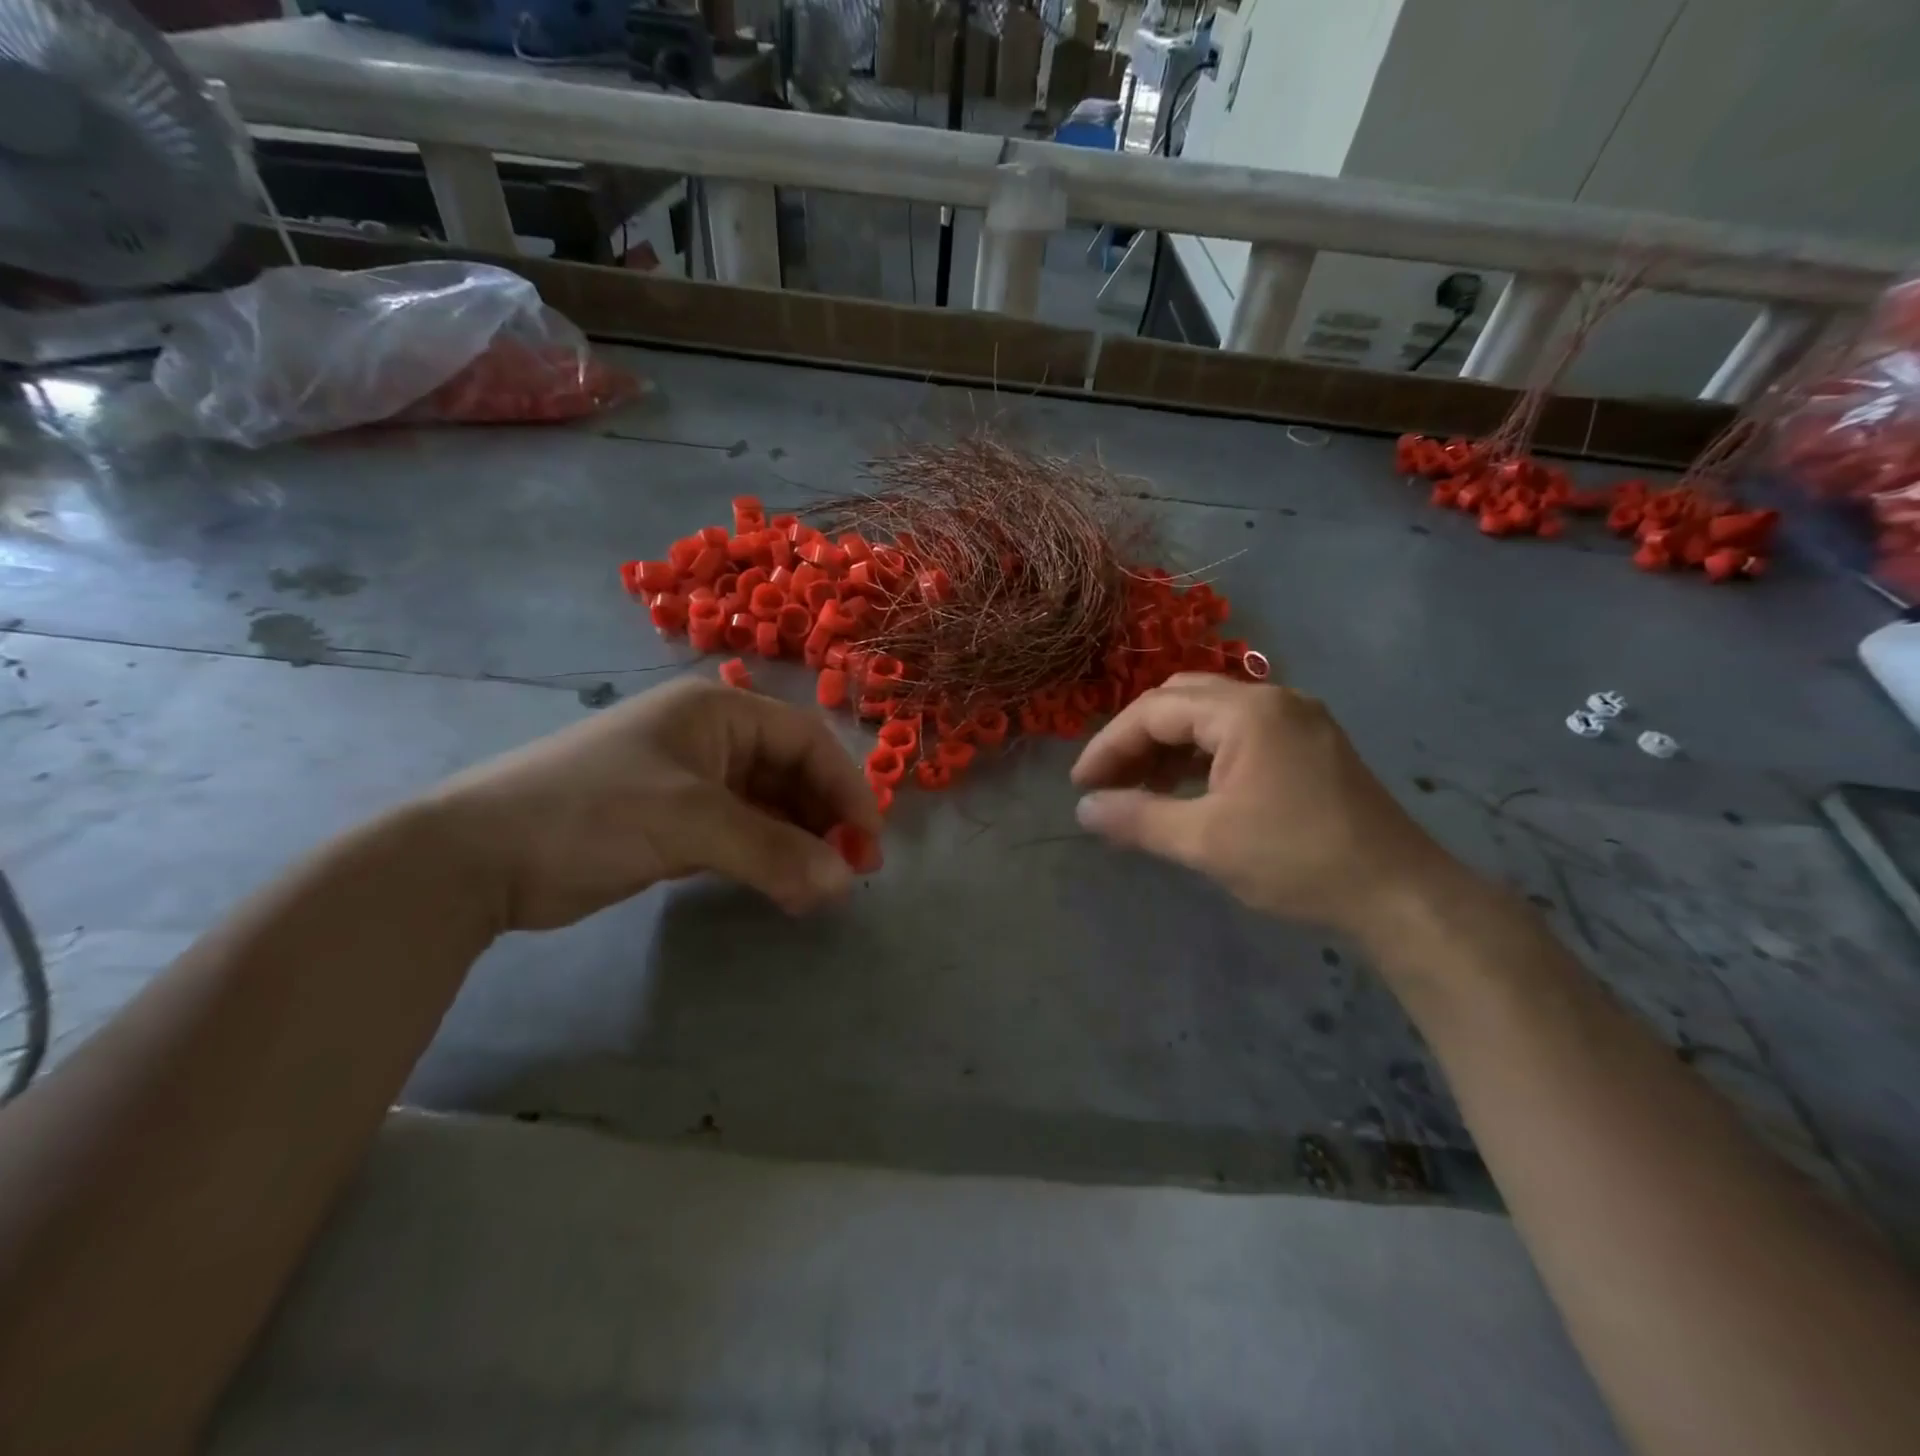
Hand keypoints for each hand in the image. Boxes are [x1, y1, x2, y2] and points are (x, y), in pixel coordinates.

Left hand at [422, 676, 881, 930]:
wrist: (475, 858)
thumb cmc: (589, 813)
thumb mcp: (689, 823)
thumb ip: (773, 851)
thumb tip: (846, 882)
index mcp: (717, 711)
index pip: (805, 739)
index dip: (846, 786)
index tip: (870, 840)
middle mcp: (710, 738)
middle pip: (792, 773)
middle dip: (825, 819)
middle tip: (849, 872)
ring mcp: (691, 781)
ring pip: (769, 806)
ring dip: (798, 843)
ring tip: (820, 888)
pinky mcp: (673, 821)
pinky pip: (740, 833)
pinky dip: (766, 858)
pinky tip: (784, 887)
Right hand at [1070, 674, 1454, 933]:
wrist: (1398, 893)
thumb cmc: (1295, 860)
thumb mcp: (1204, 841)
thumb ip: (1137, 819)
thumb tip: (1083, 810)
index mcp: (1245, 711)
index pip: (1155, 711)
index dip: (1110, 745)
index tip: (1080, 785)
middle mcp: (1271, 698)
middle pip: (1181, 700)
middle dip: (1136, 739)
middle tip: (1108, 783)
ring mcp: (1296, 718)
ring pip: (1210, 715)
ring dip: (1168, 746)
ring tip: (1139, 789)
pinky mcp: (1309, 743)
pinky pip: (1238, 733)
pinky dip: (1202, 754)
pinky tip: (1186, 788)